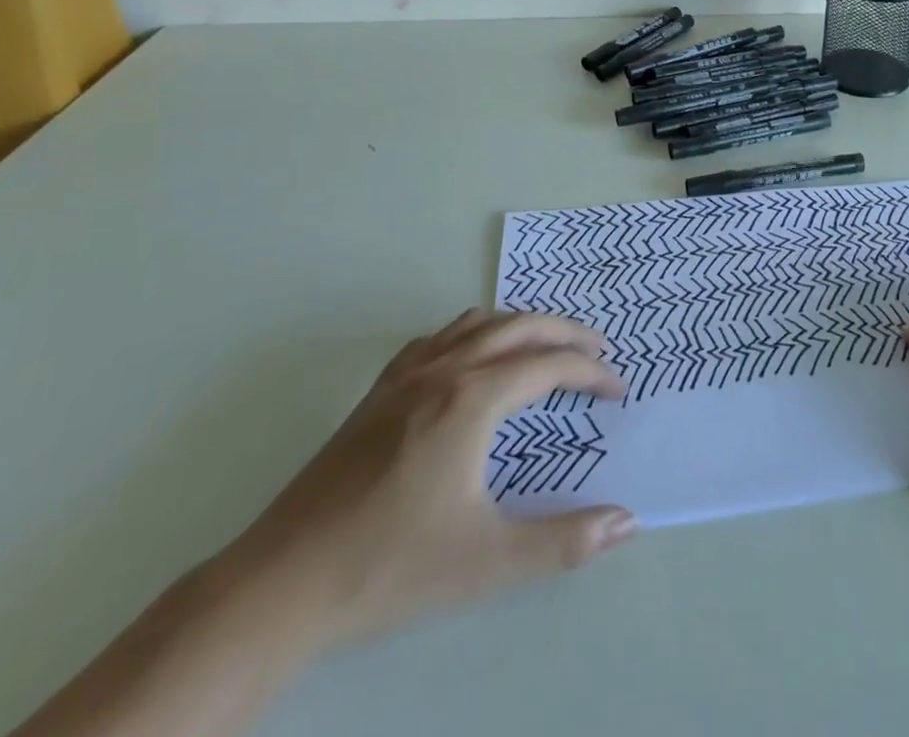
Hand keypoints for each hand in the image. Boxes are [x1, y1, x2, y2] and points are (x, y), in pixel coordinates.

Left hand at [223, 310, 635, 652]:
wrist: (281, 584)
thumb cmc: (391, 568)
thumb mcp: (489, 562)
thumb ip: (565, 541)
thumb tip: (627, 521)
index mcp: (473, 399)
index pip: (549, 366)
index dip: (591, 373)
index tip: (618, 390)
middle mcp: (444, 370)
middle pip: (519, 327)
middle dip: (566, 333)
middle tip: (599, 349)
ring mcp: (405, 377)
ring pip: (477, 323)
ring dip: (521, 325)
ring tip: (546, 345)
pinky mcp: (377, 393)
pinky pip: (437, 338)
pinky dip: (473, 333)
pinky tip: (472, 359)